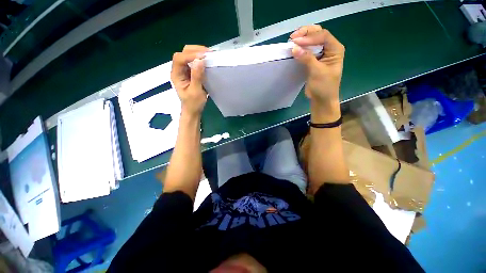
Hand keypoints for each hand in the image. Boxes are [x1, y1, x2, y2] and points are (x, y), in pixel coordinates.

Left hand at [171, 45, 209, 116]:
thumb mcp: (195, 91)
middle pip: (183, 53)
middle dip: (195, 50)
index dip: (190, 55)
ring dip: (198, 53)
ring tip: (209, 55)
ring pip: (188, 55)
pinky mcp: (191, 73)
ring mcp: (184, 71)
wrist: (193, 111)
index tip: (204, 56)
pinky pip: (194, 62)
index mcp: (176, 75)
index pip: (179, 59)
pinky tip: (208, 60)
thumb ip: (196, 76)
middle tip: (208, 53)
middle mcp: (178, 70)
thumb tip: (200, 61)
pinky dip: (201, 59)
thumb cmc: (193, 104)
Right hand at [290, 25, 344, 106]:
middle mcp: (329, 48)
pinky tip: (294, 48)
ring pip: (312, 40)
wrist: (322, 99)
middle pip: (318, 34)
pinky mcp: (313, 60)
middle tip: (293, 37)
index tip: (296, 42)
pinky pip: (307, 50)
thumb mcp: (317, 72)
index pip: (323, 36)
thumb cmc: (324, 86)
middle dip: (305, 33)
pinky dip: (300, 48)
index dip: (309, 37)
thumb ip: (307, 58)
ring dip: (302, 39)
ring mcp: (321, 54)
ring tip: (292, 41)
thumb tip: (294, 48)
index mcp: (335, 49)